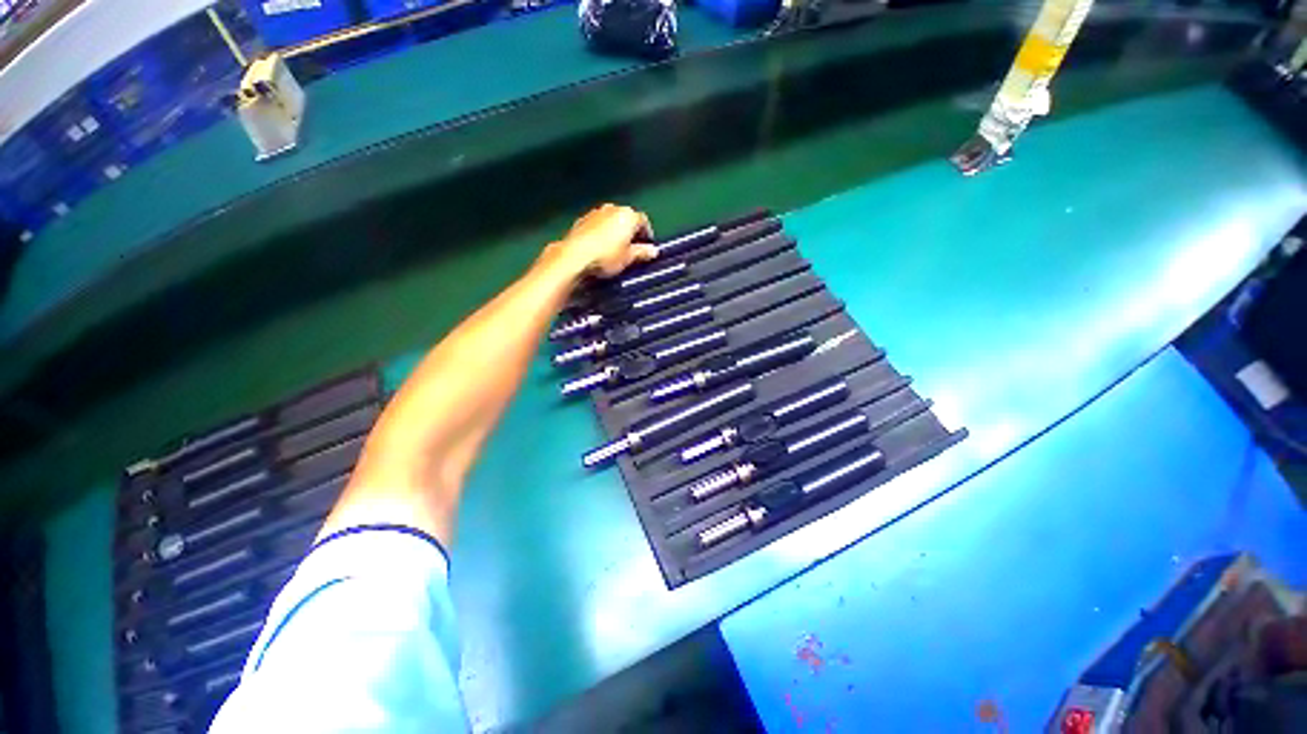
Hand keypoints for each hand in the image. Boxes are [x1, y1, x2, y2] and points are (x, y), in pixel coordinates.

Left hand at [547, 204, 658, 278]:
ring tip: (615, 249)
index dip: (646, 234)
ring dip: (615, 231)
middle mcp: (613, 209)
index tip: (647, 246)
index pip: (643, 222)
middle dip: (630, 231)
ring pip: (611, 220)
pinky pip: (598, 225)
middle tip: (632, 248)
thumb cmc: (606, 257)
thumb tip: (653, 251)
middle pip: (626, 218)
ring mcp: (596, 212)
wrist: (574, 257)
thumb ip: (642, 253)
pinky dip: (601, 233)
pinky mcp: (582, 220)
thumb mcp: (628, 258)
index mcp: (628, 215)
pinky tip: (600, 247)